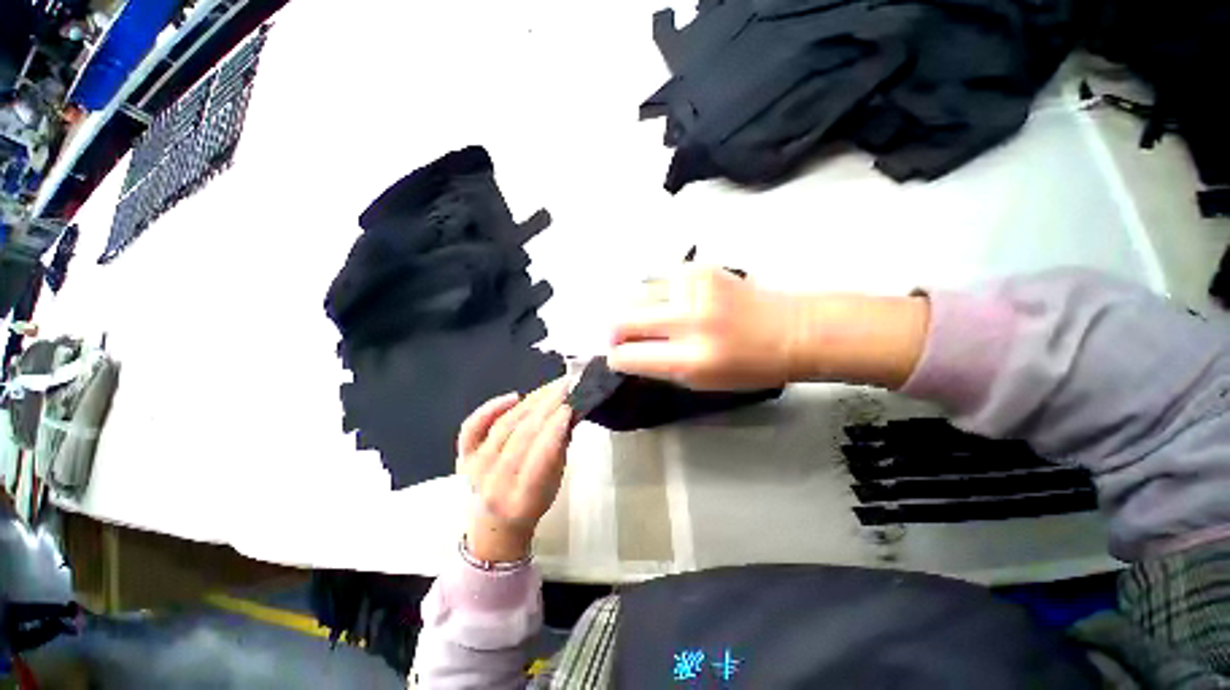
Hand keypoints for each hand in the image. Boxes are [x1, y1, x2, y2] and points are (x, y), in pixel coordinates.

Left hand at [456, 379, 572, 561]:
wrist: (494, 525)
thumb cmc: (532, 503)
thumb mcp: (554, 483)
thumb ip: (560, 448)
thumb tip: (568, 413)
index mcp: (522, 499)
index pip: (540, 456)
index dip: (555, 428)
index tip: (571, 405)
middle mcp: (494, 484)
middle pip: (522, 436)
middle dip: (547, 406)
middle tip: (565, 386)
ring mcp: (474, 469)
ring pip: (504, 426)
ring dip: (530, 403)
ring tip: (550, 388)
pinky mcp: (462, 456)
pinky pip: (472, 427)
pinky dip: (491, 408)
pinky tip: (514, 396)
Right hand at [608, 266, 929, 390]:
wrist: (790, 329)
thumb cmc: (748, 366)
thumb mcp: (701, 382)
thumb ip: (660, 368)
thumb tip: (628, 353)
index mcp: (690, 359)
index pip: (627, 356)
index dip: (616, 358)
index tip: (617, 357)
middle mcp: (688, 320)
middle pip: (622, 318)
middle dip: (615, 331)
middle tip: (622, 336)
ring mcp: (693, 289)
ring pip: (636, 294)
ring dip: (635, 309)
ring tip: (651, 318)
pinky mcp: (700, 268)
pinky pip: (659, 280)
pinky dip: (657, 293)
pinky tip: (672, 301)